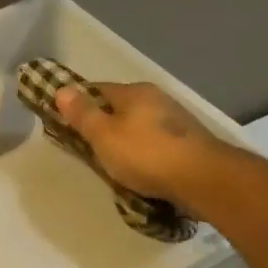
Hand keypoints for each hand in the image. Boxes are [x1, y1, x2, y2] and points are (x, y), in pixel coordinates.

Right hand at [53, 81, 231, 205]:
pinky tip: (140, 168)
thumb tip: (62, 89)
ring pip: (138, 125)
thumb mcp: (104, 135)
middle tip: (86, 147)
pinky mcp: (188, 141)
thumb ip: (82, 113)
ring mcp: (175, 119)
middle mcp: (156, 98)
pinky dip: (143, 151)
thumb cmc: (146, 154)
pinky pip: (155, 142)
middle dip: (102, 123)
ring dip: (124, 139)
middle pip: (119, 107)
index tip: (64, 121)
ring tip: (112, 162)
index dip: (78, 103)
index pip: (96, 89)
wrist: (204, 179)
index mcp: (134, 92)